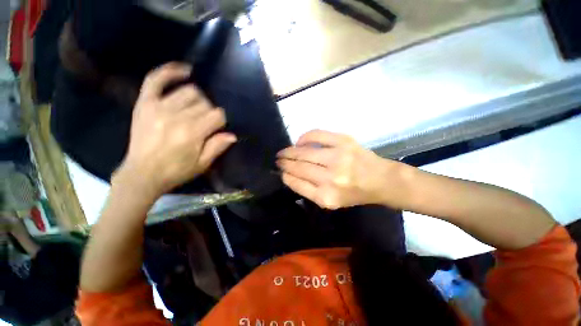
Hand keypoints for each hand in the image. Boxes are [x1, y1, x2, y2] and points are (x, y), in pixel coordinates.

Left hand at [117, 62, 236, 198]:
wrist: (142, 174)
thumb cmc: (176, 171)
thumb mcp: (202, 164)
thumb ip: (217, 147)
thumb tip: (232, 135)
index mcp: (193, 133)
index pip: (217, 115)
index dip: (220, 121)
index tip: (216, 129)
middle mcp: (177, 116)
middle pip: (205, 103)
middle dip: (209, 112)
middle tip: (204, 124)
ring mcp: (159, 107)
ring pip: (189, 91)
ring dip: (197, 99)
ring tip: (194, 109)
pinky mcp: (145, 103)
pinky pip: (155, 79)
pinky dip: (170, 72)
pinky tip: (184, 70)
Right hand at [277, 130, 405, 209]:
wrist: (381, 180)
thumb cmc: (354, 193)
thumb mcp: (331, 201)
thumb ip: (309, 190)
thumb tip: (289, 174)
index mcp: (326, 197)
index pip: (297, 183)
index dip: (286, 176)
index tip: (280, 171)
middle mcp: (331, 178)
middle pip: (299, 167)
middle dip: (284, 162)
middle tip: (278, 159)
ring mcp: (338, 157)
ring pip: (304, 152)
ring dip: (290, 151)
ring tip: (284, 152)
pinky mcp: (344, 141)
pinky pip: (317, 135)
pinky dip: (304, 137)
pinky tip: (299, 141)